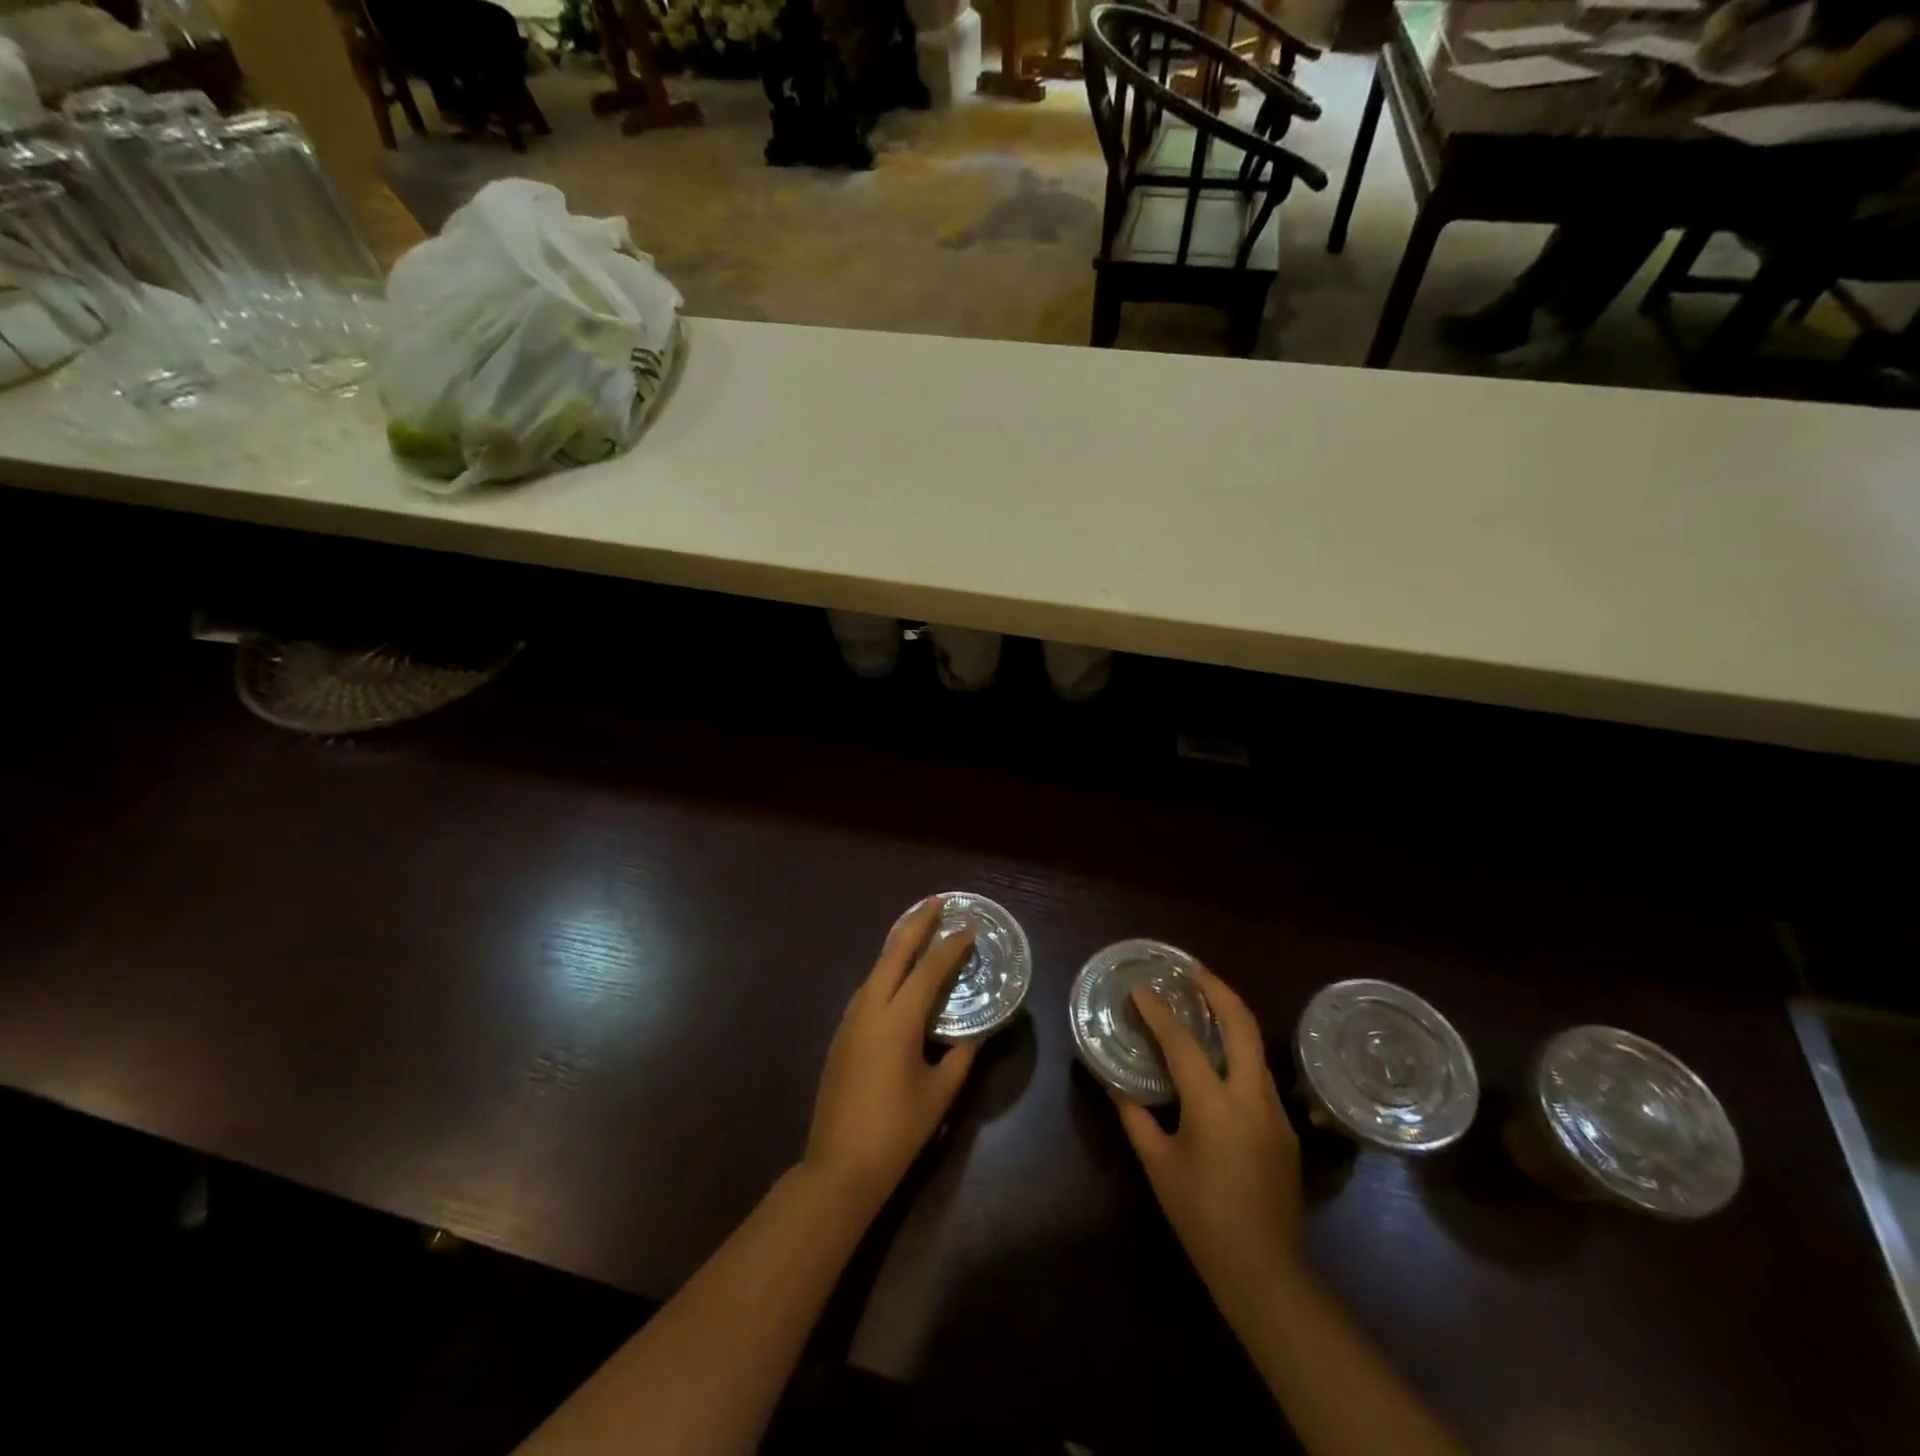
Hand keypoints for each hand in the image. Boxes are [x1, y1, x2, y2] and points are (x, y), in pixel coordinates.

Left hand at [803, 900, 978, 1216]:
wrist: (839, 1167)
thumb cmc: (897, 1131)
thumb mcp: (940, 1093)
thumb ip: (962, 1056)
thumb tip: (978, 1031)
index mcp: (897, 1020)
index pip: (928, 970)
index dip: (950, 946)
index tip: (969, 926)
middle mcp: (870, 1009)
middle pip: (894, 953)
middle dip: (916, 923)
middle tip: (938, 902)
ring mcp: (850, 1020)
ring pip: (876, 969)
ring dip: (898, 945)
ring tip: (920, 930)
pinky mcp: (841, 1035)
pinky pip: (867, 989)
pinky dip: (886, 971)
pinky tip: (897, 976)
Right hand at [1115, 965, 1304, 1306]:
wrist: (1266, 1272)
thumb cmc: (1202, 1217)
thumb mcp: (1159, 1167)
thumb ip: (1136, 1119)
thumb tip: (1117, 1087)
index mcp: (1214, 1105)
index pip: (1182, 1043)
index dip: (1159, 1012)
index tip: (1141, 989)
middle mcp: (1250, 1097)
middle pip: (1241, 1025)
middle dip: (1218, 989)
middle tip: (1194, 969)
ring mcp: (1275, 1112)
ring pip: (1256, 1048)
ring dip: (1232, 1018)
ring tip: (1205, 1002)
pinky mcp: (1286, 1130)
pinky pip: (1259, 1076)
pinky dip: (1239, 1053)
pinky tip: (1220, 1062)